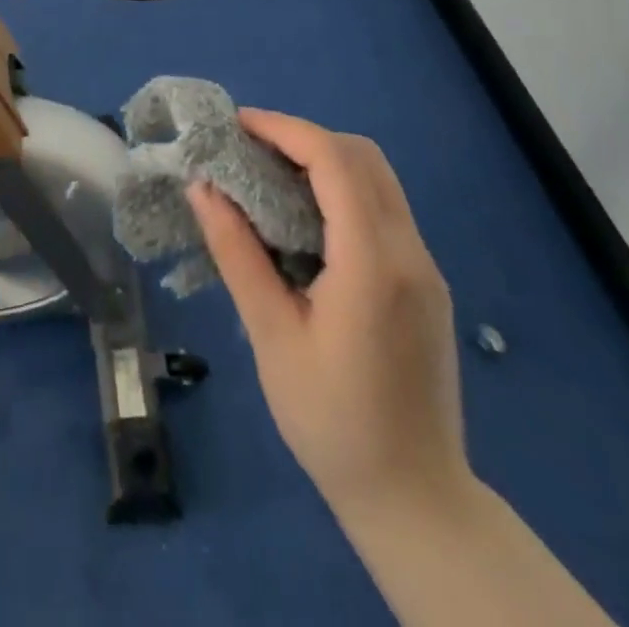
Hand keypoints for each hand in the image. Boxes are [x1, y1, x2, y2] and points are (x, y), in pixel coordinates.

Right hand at [187, 109, 471, 522]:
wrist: (416, 501)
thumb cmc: (331, 422)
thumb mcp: (271, 335)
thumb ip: (237, 253)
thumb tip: (202, 188)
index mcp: (373, 264)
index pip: (334, 160)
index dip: (283, 129)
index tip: (235, 127)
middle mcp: (410, 253)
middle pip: (362, 156)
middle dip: (302, 137)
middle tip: (247, 150)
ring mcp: (425, 267)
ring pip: (377, 178)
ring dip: (323, 159)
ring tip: (266, 175)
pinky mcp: (426, 282)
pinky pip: (383, 208)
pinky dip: (340, 188)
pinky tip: (302, 216)